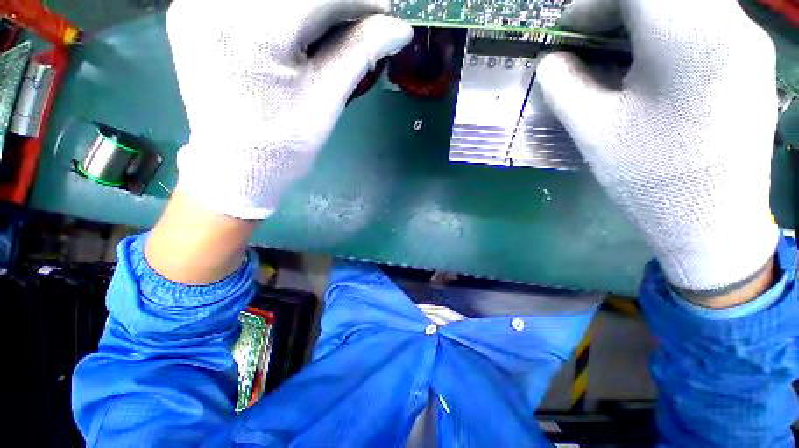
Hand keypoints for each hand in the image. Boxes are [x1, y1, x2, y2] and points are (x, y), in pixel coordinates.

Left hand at [167, 0, 411, 218]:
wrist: (235, 165)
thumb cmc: (285, 143)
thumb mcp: (326, 101)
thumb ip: (359, 54)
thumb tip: (398, 29)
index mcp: (255, 32)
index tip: (383, 12)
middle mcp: (216, 3)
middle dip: (335, 1)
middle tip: (356, 18)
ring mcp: (197, 4)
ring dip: (308, 3)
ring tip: (327, 25)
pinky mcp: (191, 11)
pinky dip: (280, 6)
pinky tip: (294, 25)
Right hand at [537, 0, 779, 294]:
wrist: (713, 224)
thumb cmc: (651, 178)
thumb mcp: (594, 130)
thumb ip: (564, 86)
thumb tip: (550, 61)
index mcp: (690, 36)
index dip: (593, 3)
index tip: (569, 32)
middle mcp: (731, 25)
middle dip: (618, 9)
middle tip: (590, 41)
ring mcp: (749, 43)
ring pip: (688, 5)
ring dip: (645, 20)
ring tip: (618, 56)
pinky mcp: (754, 64)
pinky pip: (708, 24)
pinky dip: (671, 33)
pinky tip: (654, 68)